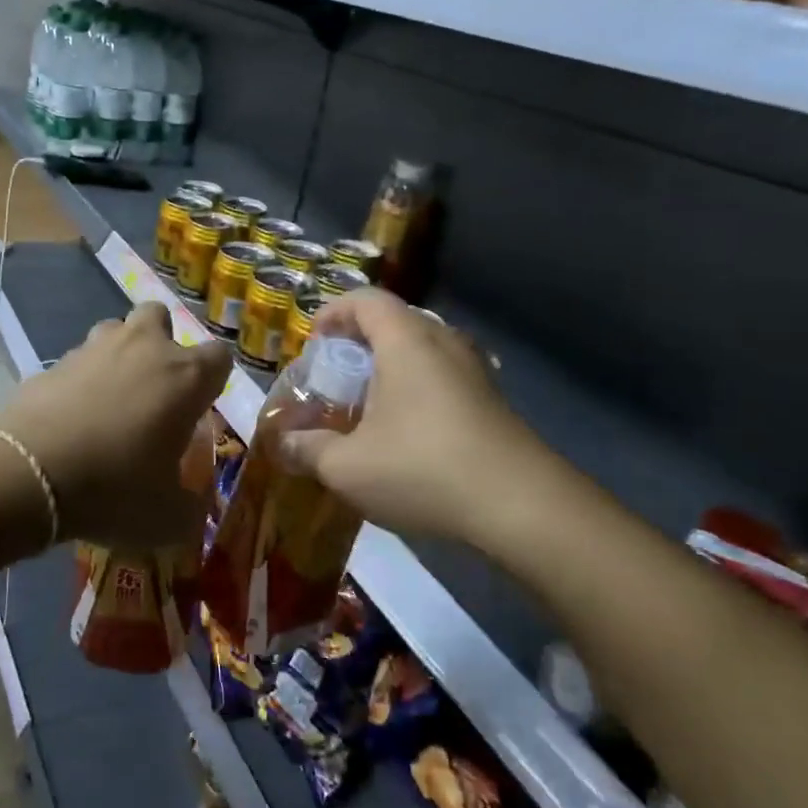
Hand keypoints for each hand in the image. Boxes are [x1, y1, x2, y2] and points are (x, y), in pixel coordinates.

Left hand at [0, 302, 231, 553]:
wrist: (28, 473)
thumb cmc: (114, 488)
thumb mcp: (167, 518)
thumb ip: (190, 509)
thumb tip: (193, 509)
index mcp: (185, 377)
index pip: (219, 357)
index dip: (213, 380)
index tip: (200, 407)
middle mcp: (143, 348)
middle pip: (160, 316)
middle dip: (161, 341)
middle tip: (154, 387)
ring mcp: (93, 349)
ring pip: (114, 329)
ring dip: (119, 354)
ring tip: (111, 397)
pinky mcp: (52, 362)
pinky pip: (76, 361)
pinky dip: (79, 380)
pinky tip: (71, 417)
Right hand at [278, 290, 573, 556]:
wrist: (522, 507)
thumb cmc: (423, 470)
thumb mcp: (347, 467)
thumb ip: (308, 450)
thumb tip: (284, 444)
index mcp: (406, 341)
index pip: (365, 300)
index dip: (334, 312)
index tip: (314, 341)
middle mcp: (443, 343)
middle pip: (395, 320)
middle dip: (359, 340)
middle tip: (336, 374)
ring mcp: (474, 370)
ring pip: (423, 348)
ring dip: (391, 365)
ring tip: (368, 402)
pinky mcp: (492, 400)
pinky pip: (444, 375)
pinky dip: (417, 386)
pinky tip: (407, 430)